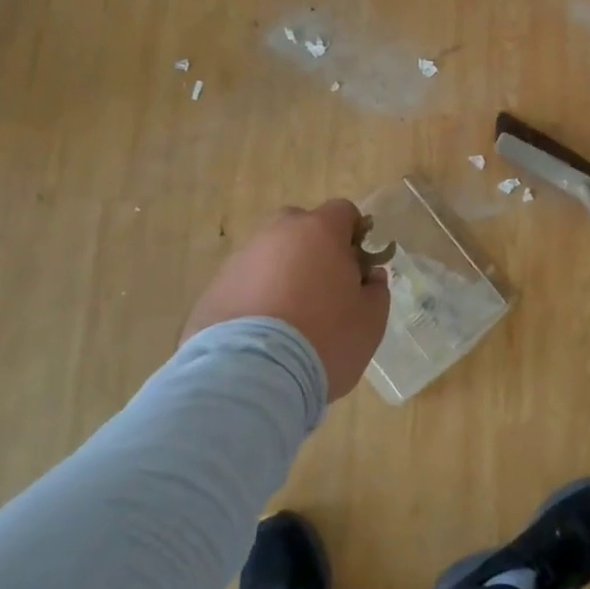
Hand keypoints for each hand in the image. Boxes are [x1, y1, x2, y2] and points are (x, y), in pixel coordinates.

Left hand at [183, 200, 390, 401]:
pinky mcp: (213, 289)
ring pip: (269, 256)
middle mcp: (277, 234)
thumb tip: (369, 276)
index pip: (343, 211)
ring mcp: (241, 259)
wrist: (251, 377)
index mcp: (319, 232)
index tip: (358, 266)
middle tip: (324, 290)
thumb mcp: (370, 320)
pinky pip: (244, 284)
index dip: (354, 235)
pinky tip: (261, 337)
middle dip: (314, 250)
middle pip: (301, 227)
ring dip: (282, 275)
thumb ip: (376, 290)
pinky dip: (255, 299)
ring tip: (288, 321)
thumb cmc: (324, 339)